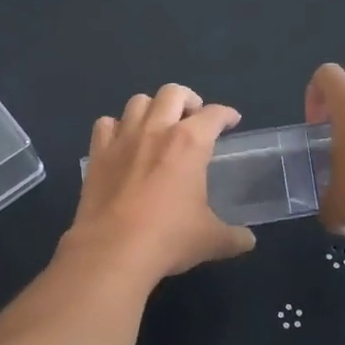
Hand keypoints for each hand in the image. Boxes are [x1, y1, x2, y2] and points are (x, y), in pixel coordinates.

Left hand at [68, 84, 255, 279]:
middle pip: (173, 93)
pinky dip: (116, 127)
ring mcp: (123, 138)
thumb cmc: (168, 238)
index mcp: (190, 142)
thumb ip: (233, 236)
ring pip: (138, 102)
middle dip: (188, 99)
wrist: (113, 251)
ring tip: (158, 125)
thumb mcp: (210, 240)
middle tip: (193, 117)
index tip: (231, 120)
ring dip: (152, 108)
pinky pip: (105, 124)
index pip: (214, 114)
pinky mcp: (97, 153)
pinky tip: (122, 142)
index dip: (227, 114)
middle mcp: (157, 130)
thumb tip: (247, 240)